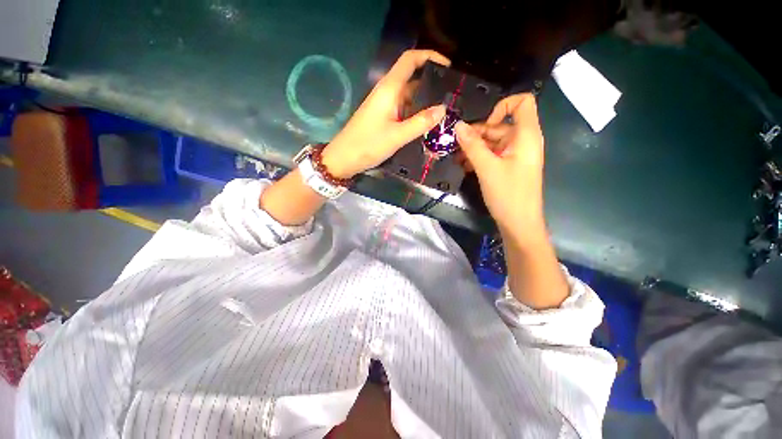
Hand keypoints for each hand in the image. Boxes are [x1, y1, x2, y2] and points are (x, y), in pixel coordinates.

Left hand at [321, 50, 449, 178]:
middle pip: (411, 78)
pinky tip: (425, 122)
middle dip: (431, 83)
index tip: (448, 67)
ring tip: (443, 110)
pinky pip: (402, 108)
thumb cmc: (368, 145)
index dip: (429, 56)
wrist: (344, 158)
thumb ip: (420, 122)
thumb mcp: (397, 136)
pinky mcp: (382, 116)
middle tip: (451, 96)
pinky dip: (415, 112)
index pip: (410, 60)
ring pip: (408, 96)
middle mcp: (386, 92)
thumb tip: (443, 109)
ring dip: (424, 101)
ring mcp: (384, 104)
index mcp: (389, 88)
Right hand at [455, 94, 546, 238]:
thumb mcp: (487, 168)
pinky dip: (479, 158)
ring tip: (457, 159)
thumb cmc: (508, 194)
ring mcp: (515, 156)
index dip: (502, 106)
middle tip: (456, 146)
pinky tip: (465, 167)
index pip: (522, 103)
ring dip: (474, 148)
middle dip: (477, 134)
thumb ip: (472, 145)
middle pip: (500, 126)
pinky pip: (493, 155)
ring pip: (493, 142)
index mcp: (526, 136)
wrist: (519, 224)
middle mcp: (523, 142)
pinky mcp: (509, 167)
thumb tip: (458, 126)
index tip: (483, 125)